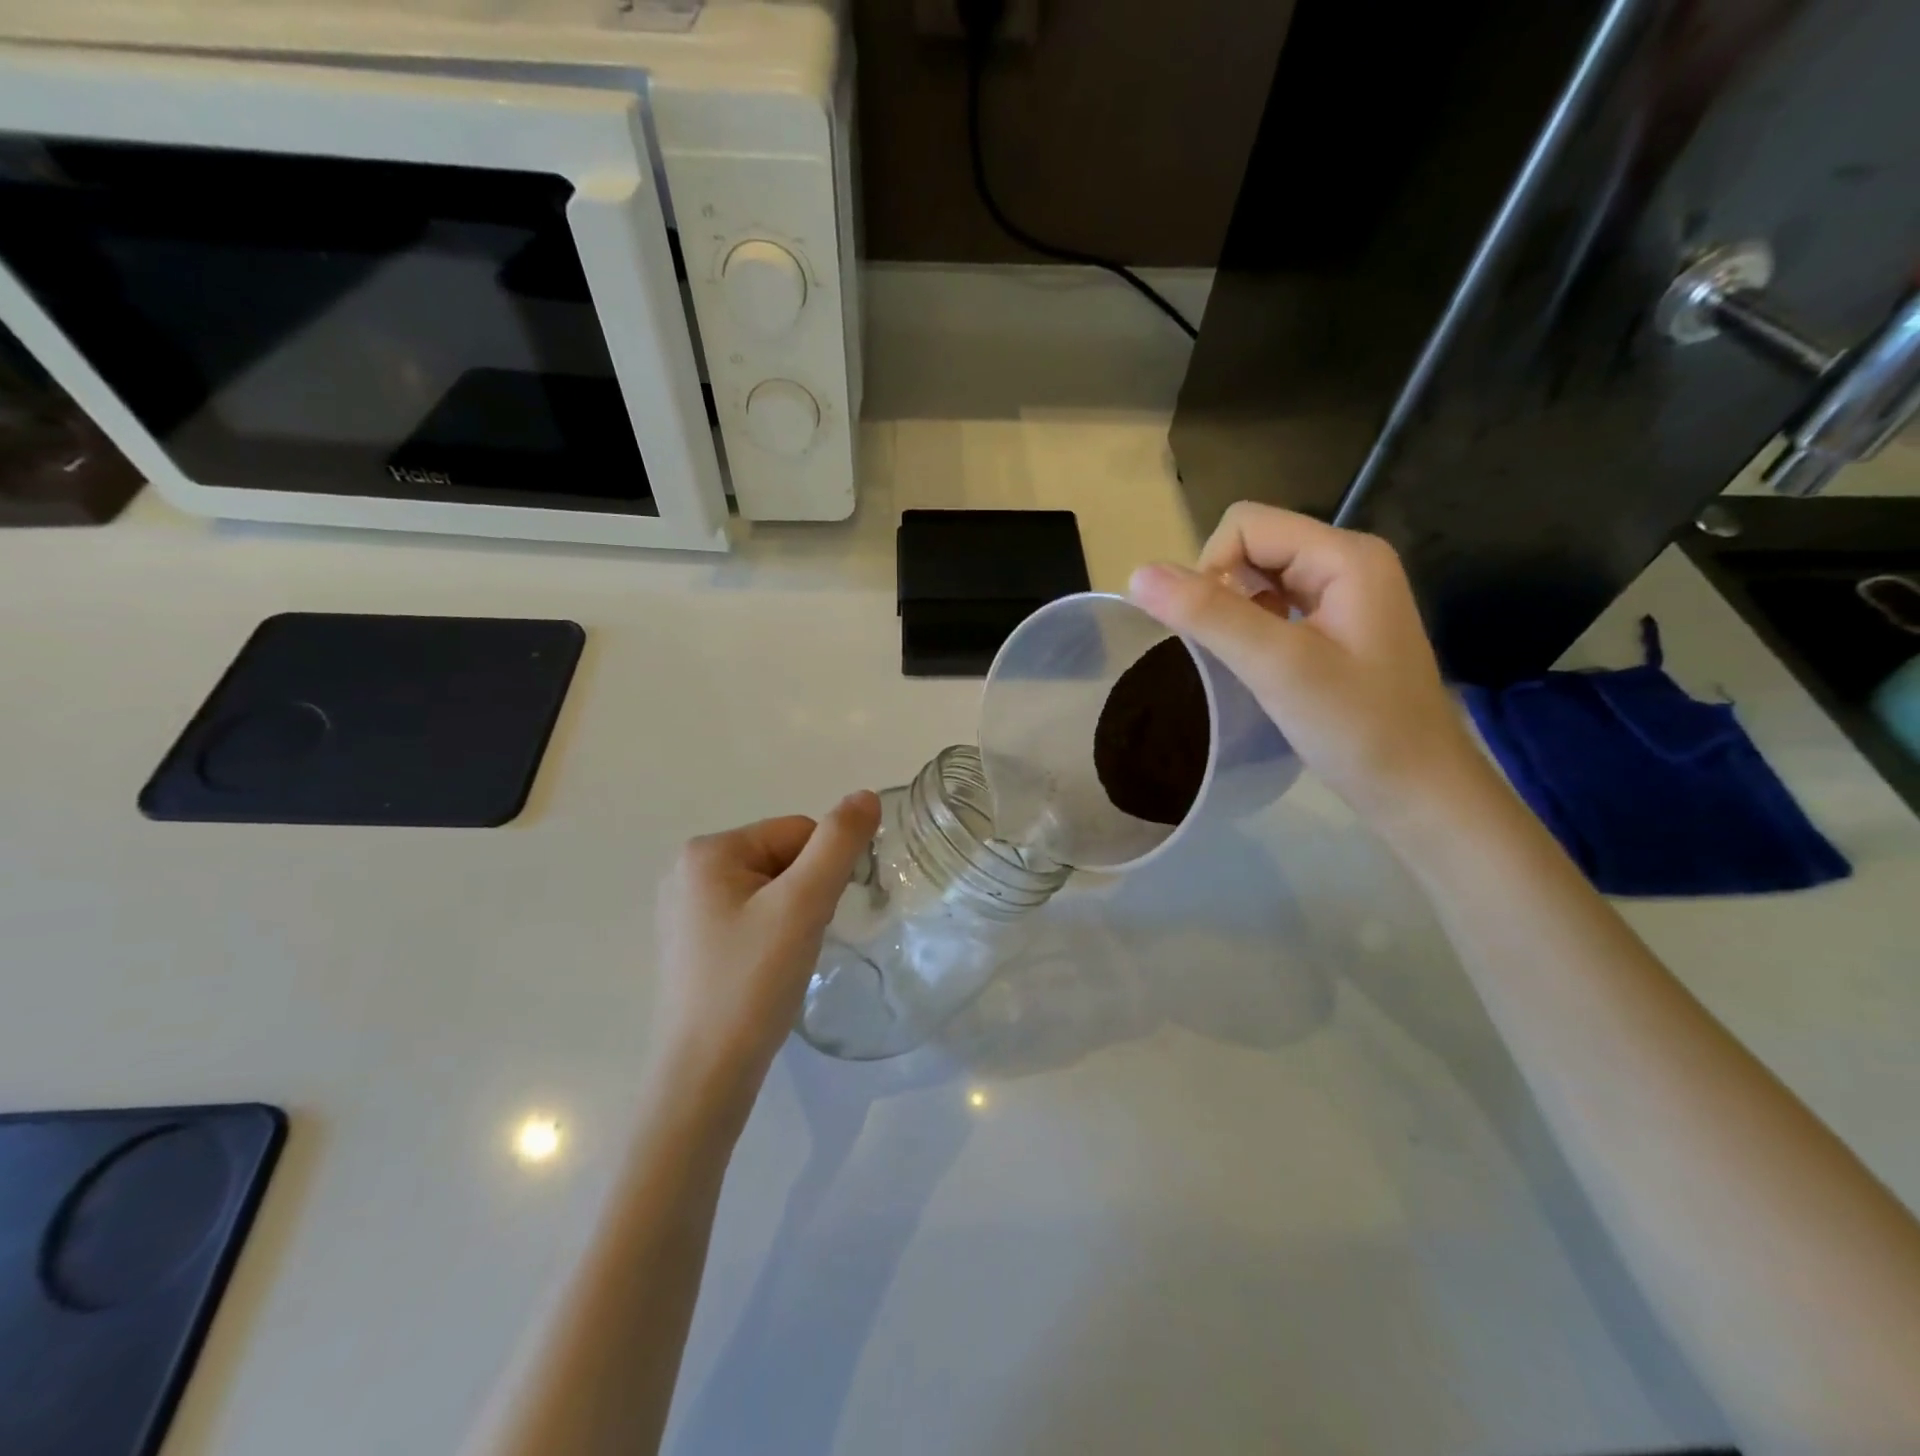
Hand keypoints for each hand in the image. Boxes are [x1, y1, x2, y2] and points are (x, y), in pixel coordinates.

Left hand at [652, 792, 881, 1134]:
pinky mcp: (691, 946)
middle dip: (805, 894)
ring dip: (792, 917)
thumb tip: (865, 795)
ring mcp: (684, 911)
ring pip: (770, 891)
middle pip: (781, 858)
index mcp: (707, 851)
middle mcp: (687, 871)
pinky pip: (750, 918)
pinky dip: (771, 937)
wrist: (703, 1078)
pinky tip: (765, 972)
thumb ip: (839, 843)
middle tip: (800, 943)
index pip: (796, 832)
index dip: (823, 872)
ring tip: (783, 961)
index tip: (817, 918)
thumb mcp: (803, 904)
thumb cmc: (752, 983)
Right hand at [1129, 502, 1487, 833]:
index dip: (1211, 569)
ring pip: (1259, 578)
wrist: (1419, 791)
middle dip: (1223, 591)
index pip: (1246, 525)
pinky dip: (1253, 628)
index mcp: (1345, 555)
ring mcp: (1346, 595)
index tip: (1213, 632)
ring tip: (1246, 663)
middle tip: (1232, 652)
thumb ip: (1209, 615)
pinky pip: (1276, 605)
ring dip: (1235, 613)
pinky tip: (1260, 667)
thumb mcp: (1278, 667)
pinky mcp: (1338, 626)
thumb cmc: (1357, 728)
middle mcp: (1348, 561)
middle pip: (1252, 545)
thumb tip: (1136, 574)